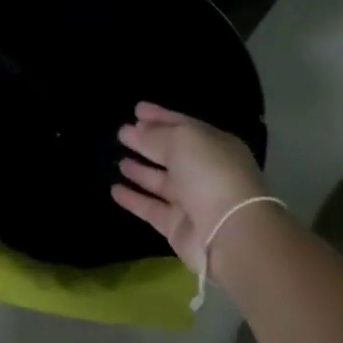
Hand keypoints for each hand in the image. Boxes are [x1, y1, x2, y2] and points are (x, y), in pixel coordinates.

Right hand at [112, 102, 270, 272]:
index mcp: (215, 146)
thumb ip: (156, 134)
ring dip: (141, 171)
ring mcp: (192, 201)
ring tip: (118, 160)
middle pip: (172, 154)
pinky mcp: (178, 227)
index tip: (136, 110)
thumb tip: (134, 130)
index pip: (184, 126)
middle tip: (122, 133)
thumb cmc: (210, 174)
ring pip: (162, 182)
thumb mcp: (183, 141)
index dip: (160, 117)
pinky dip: (134, 199)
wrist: (229, 233)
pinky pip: (152, 208)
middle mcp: (206, 172)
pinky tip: (114, 190)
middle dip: (148, 143)